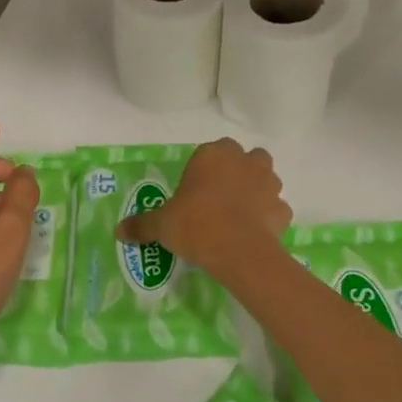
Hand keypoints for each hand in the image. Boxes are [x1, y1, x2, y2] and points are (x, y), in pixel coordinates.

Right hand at [116, 138, 289, 271]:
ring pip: (266, 178)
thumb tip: (118, 231)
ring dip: (257, 189)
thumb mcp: (161, 224)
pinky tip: (256, 231)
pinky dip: (269, 216)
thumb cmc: (195, 224)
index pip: (210, 151)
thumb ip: (142, 225)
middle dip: (238, 171)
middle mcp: (244, 161)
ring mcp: (268, 183)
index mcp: (213, 154)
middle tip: (221, 196)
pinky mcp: (283, 209)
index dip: (204, 169)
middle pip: (245, 157)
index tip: (195, 191)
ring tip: (241, 212)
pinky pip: (276, 208)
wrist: (237, 250)